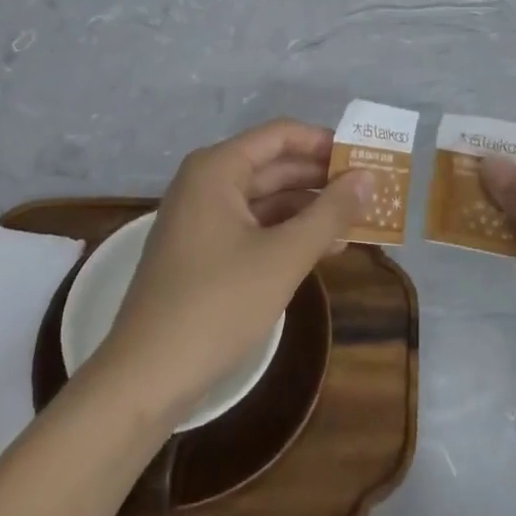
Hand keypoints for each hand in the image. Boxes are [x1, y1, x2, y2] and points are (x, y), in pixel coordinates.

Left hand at [92, 120, 367, 424]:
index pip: (281, 136)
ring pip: (266, 200)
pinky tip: (324, 249)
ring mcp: (201, 219)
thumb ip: (330, 213)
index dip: (325, 142)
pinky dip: (287, 233)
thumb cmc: (217, 304)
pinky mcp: (202, 253)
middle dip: (322, 178)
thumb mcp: (284, 256)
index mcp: (217, 169)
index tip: (366, 156)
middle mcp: (206, 184)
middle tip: (370, 189)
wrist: (144, 380)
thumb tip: (368, 176)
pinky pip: (253, 227)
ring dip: (310, 209)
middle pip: (274, 165)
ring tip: (358, 221)